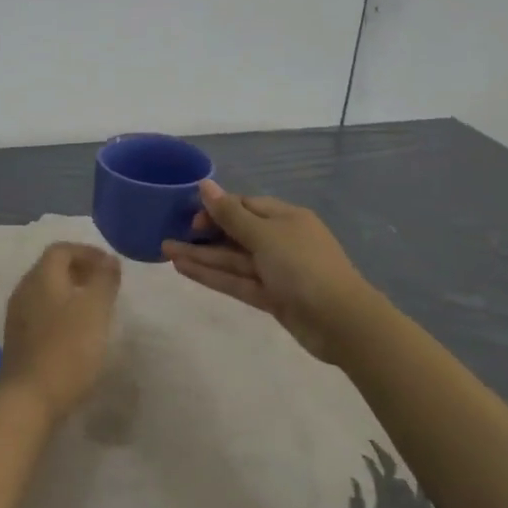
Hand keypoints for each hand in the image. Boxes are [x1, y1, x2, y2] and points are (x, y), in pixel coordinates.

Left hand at [0, 242, 120, 421]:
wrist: (28, 399)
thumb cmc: (67, 349)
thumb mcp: (95, 310)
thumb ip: (104, 280)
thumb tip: (109, 260)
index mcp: (41, 277)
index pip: (61, 250)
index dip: (87, 252)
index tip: (111, 267)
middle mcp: (24, 290)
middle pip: (51, 268)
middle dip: (80, 271)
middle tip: (105, 285)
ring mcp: (17, 316)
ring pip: (46, 292)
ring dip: (70, 292)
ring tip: (95, 309)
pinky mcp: (18, 340)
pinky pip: (41, 313)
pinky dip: (61, 312)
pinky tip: (77, 333)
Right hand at [162, 180, 375, 365]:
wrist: (342, 322)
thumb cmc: (303, 266)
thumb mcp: (265, 235)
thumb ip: (230, 213)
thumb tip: (205, 185)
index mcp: (285, 218)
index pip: (245, 206)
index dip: (216, 209)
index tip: (190, 218)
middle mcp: (280, 241)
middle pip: (235, 233)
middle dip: (202, 235)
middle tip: (168, 236)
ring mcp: (276, 271)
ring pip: (232, 259)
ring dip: (201, 256)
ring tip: (165, 252)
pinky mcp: (272, 297)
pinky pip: (237, 281)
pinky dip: (212, 275)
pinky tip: (184, 269)